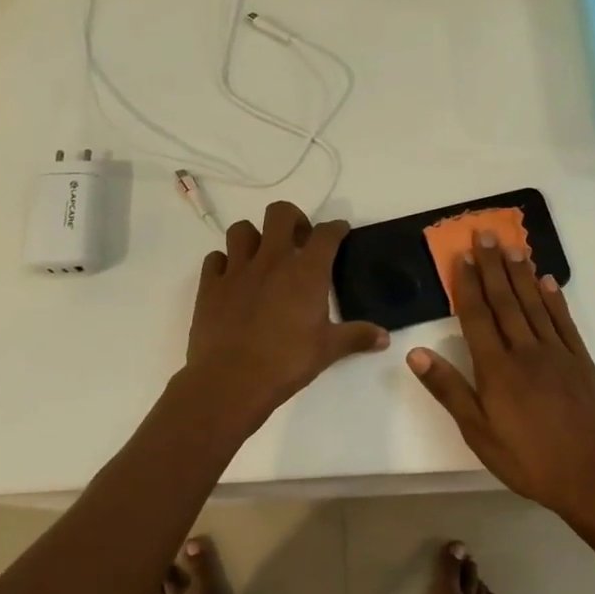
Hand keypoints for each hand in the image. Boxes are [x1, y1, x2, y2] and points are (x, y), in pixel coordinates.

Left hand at [183, 201, 387, 423]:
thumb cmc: (287, 362)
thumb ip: (357, 337)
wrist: (231, 380)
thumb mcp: (328, 350)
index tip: (340, 232)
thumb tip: (385, 338)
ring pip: (241, 230)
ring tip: (262, 257)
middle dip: (292, 219)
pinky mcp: (209, 285)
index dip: (336, 228)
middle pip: (280, 213)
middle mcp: (272, 260)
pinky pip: (214, 259)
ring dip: (253, 237)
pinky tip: (232, 279)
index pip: (326, 234)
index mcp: (306, 271)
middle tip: (298, 241)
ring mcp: (237, 270)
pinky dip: (224, 263)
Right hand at [406, 230, 594, 515]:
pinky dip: (554, 299)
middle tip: (485, 234)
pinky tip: (547, 281)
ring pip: (534, 304)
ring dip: (521, 273)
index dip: (468, 285)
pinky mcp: (581, 361)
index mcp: (497, 369)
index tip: (462, 256)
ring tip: (512, 246)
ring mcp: (557, 353)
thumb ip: (449, 390)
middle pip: (505, 301)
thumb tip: (416, 353)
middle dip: (493, 266)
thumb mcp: (479, 433)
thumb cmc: (529, 460)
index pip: (477, 316)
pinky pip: (564, 321)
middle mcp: (525, 351)